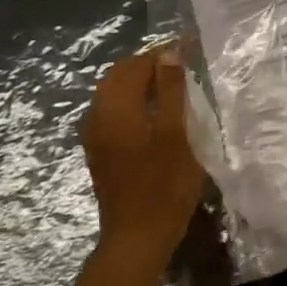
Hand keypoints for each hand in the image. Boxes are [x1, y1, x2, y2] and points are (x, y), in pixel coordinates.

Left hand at [82, 45, 206, 271]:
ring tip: (174, 85)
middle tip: (183, 64)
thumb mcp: (177, 134)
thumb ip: (172, 90)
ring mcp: (96, 134)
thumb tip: (169, 53)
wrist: (138, 238)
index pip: (137, 64)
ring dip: (141, 83)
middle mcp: (98, 115)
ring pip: (115, 93)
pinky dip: (134, 101)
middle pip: (120, 75)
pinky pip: (114, 111)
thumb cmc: (164, 186)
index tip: (190, 47)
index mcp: (116, 107)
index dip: (163, 53)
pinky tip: (156, 112)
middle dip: (150, 64)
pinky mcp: (100, 150)